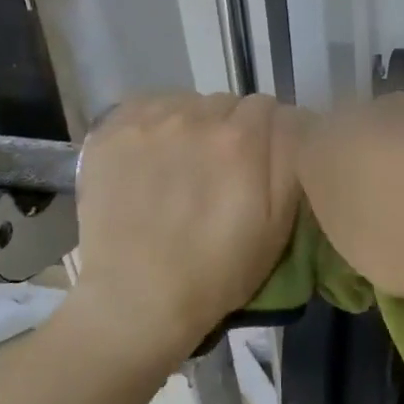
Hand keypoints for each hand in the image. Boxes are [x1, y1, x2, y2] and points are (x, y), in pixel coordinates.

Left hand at [71, 93, 301, 353]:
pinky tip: (150, 161)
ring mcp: (147, 121)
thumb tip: (292, 121)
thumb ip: (291, 160)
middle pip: (225, 104)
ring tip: (181, 168)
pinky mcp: (110, 131)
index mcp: (241, 138)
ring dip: (191, 127)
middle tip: (219, 172)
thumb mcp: (279, 224)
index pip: (267, 108)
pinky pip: (145, 109)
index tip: (258, 163)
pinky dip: (153, 127)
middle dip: (229, 129)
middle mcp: (195, 116)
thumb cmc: (218, 272)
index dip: (266, 135)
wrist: (137, 300)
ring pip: (185, 104)